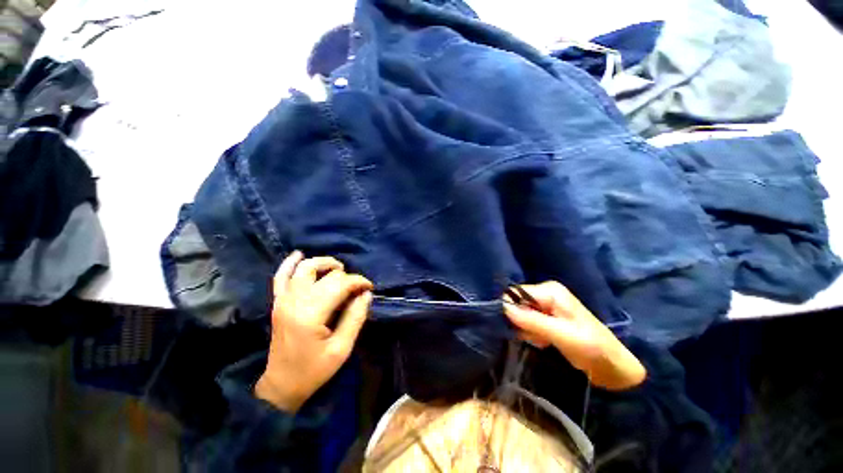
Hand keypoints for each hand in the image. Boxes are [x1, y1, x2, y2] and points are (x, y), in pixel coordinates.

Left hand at [255, 251, 372, 411]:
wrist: (281, 385)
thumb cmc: (313, 370)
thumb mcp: (342, 348)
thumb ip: (355, 318)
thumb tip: (366, 294)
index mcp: (311, 313)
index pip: (340, 284)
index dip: (359, 282)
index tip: (369, 289)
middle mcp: (295, 301)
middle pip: (326, 274)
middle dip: (347, 276)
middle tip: (357, 288)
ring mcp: (283, 299)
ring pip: (304, 268)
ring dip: (324, 263)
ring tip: (338, 269)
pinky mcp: (278, 302)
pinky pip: (280, 276)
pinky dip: (290, 263)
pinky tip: (299, 254)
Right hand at [504, 281, 645, 390]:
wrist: (612, 365)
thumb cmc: (591, 347)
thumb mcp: (561, 334)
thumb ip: (532, 320)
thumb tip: (503, 307)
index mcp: (549, 291)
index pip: (516, 293)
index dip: (512, 310)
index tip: (520, 328)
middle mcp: (545, 293)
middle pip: (517, 303)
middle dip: (522, 322)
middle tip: (537, 337)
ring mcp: (546, 305)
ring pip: (521, 314)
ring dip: (527, 330)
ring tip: (543, 341)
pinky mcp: (547, 317)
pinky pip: (528, 322)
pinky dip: (532, 333)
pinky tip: (544, 342)